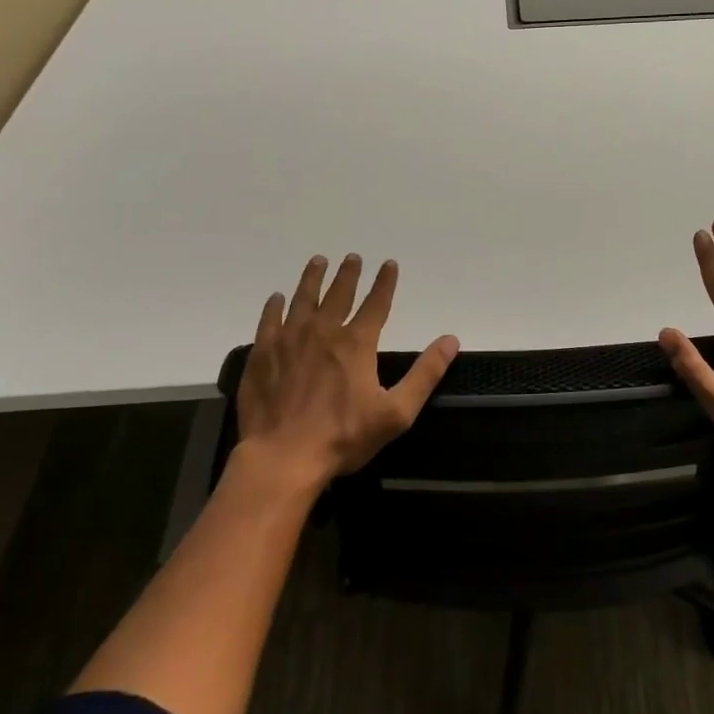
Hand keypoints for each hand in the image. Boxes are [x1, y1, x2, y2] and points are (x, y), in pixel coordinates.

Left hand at [234, 254, 458, 492]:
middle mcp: (323, 332)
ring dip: (312, 278)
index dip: (385, 282)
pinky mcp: (262, 355)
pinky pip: (269, 320)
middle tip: (352, 256)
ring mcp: (288, 340)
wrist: (283, 457)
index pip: (376, 303)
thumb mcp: (396, 412)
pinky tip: (277, 298)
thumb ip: (425, 374)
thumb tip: (450, 340)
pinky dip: (275, 306)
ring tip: (318, 261)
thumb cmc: (343, 437)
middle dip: (348, 274)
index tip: (389, 264)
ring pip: (302, 299)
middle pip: (338, 294)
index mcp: (356, 343)